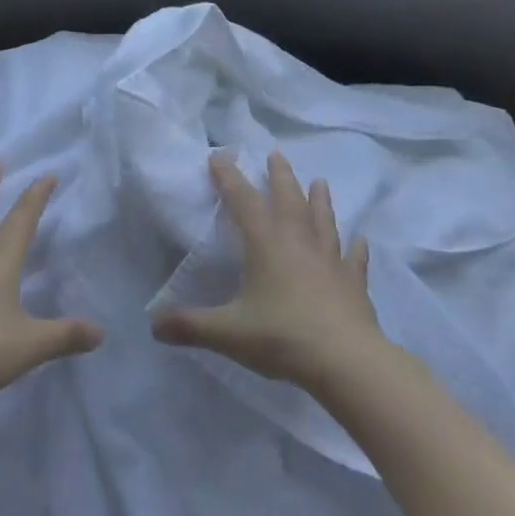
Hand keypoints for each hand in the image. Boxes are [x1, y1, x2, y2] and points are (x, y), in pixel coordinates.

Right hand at [151, 152, 382, 390]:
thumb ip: (190, 325)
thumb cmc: (282, 336)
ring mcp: (330, 259)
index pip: (243, 199)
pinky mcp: (353, 282)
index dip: (229, 176)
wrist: (346, 361)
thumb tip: (154, 325)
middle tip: (276, 154)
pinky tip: (361, 240)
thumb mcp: (228, 332)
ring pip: (323, 220)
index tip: (219, 155)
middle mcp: (298, 240)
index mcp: (266, 242)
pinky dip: (356, 248)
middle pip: (288, 197)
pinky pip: (354, 258)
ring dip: (320, 199)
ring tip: (320, 181)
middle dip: (280, 175)